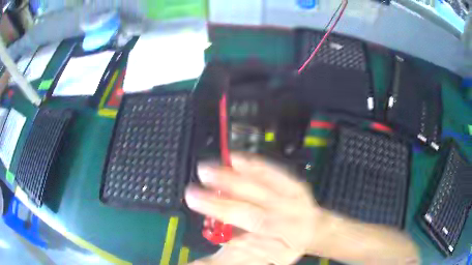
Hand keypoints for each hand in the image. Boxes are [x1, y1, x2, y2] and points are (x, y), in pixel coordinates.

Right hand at [186, 154, 324, 264]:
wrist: (316, 228)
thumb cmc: (292, 245)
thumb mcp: (275, 258)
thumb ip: (249, 251)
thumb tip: (224, 241)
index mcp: (282, 230)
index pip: (248, 220)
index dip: (223, 211)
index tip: (197, 203)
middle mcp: (286, 209)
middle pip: (252, 200)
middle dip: (221, 193)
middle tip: (194, 186)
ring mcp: (291, 192)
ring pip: (262, 182)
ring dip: (233, 175)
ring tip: (207, 169)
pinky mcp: (292, 181)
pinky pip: (273, 171)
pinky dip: (254, 163)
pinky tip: (235, 158)